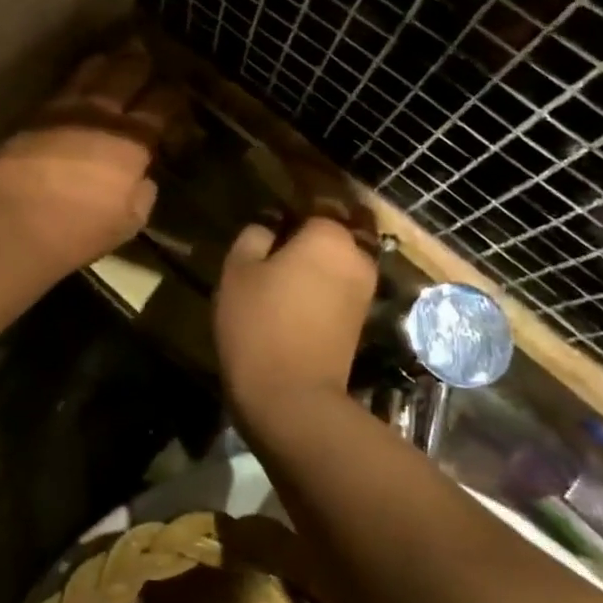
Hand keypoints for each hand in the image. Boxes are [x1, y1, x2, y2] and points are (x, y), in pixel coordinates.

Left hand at [0, 43, 181, 273]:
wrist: (15, 223)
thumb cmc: (79, 229)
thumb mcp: (129, 221)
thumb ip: (142, 193)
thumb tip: (140, 177)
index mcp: (132, 140)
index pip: (162, 104)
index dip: (174, 97)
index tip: (176, 98)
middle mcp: (101, 115)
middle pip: (127, 73)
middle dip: (141, 64)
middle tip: (148, 58)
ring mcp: (65, 110)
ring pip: (92, 72)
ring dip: (108, 63)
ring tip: (115, 58)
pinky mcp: (35, 116)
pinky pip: (63, 88)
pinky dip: (78, 81)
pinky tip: (80, 83)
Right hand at [215, 216, 377, 419]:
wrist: (292, 399)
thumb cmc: (259, 324)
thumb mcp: (238, 271)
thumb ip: (254, 236)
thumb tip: (269, 227)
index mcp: (329, 236)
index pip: (314, 203)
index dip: (289, 208)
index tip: (268, 219)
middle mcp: (357, 257)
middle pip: (334, 231)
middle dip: (309, 234)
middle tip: (273, 246)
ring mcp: (365, 291)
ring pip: (339, 260)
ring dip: (316, 261)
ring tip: (281, 273)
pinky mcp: (361, 320)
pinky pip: (340, 286)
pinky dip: (322, 285)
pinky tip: (294, 298)